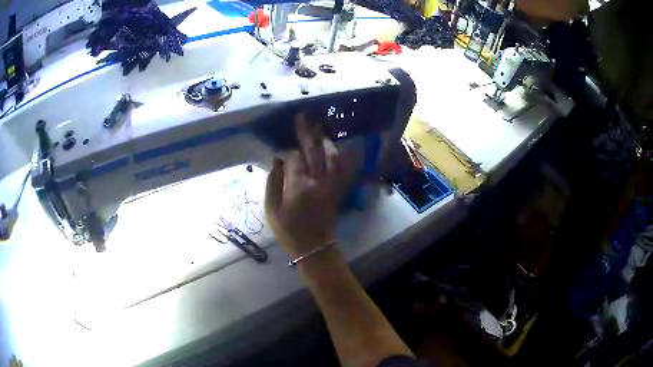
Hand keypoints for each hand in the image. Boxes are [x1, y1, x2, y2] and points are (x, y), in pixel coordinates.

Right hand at [265, 115, 342, 257]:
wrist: (314, 247)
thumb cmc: (289, 231)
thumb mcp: (272, 209)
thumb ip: (273, 182)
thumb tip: (277, 161)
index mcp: (298, 186)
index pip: (293, 158)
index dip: (286, 151)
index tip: (279, 151)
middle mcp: (317, 180)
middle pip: (313, 150)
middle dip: (306, 132)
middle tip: (302, 116)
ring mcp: (331, 184)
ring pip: (331, 155)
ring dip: (324, 139)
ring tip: (318, 128)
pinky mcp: (337, 188)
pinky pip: (340, 166)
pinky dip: (337, 154)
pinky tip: (331, 147)